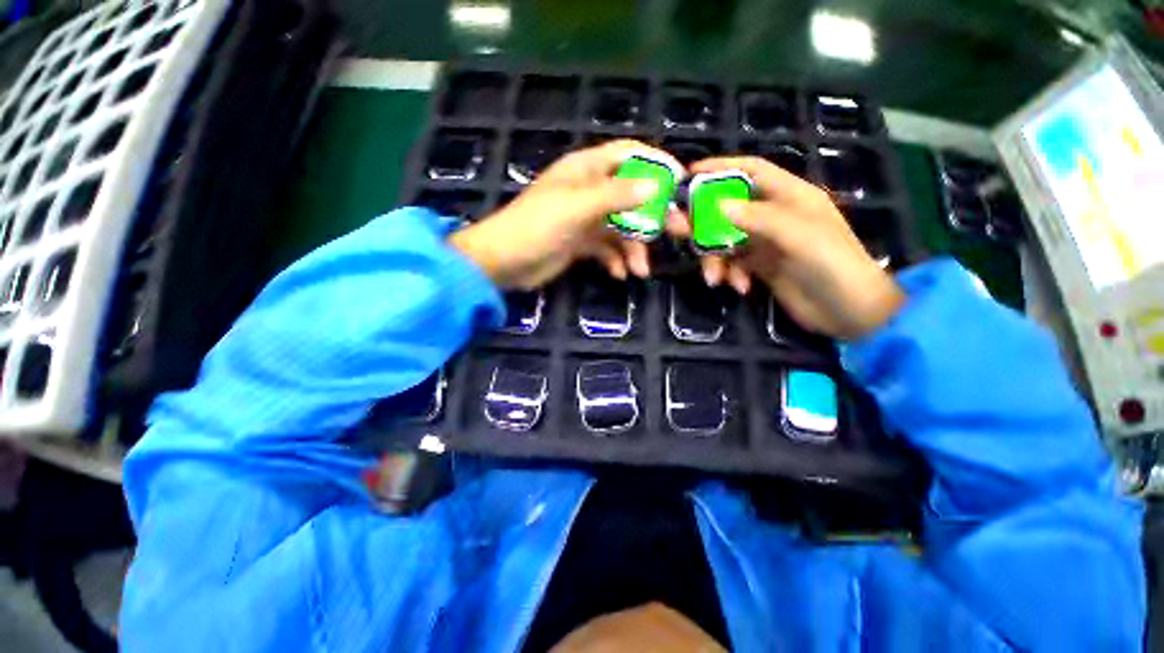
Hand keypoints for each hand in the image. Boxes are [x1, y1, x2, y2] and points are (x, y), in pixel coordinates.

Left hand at [449, 140, 665, 289]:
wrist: (504, 263)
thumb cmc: (537, 226)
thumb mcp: (577, 207)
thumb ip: (616, 196)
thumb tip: (656, 186)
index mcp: (585, 170)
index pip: (628, 154)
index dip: (656, 163)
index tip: (680, 181)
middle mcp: (588, 191)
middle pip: (631, 195)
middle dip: (654, 215)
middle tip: (678, 231)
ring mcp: (584, 219)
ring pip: (621, 228)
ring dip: (633, 248)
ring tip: (640, 271)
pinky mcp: (580, 243)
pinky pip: (606, 249)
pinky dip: (615, 260)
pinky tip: (618, 274)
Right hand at [686, 156, 904, 339]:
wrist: (849, 312)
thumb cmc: (833, 265)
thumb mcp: (799, 236)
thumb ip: (759, 218)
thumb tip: (718, 206)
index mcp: (790, 197)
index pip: (751, 171)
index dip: (722, 168)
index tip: (690, 173)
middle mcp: (774, 215)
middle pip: (729, 207)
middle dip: (703, 219)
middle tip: (676, 228)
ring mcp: (766, 242)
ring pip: (725, 239)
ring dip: (714, 258)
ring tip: (713, 278)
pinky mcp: (760, 266)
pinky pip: (733, 263)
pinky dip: (729, 273)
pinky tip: (738, 287)